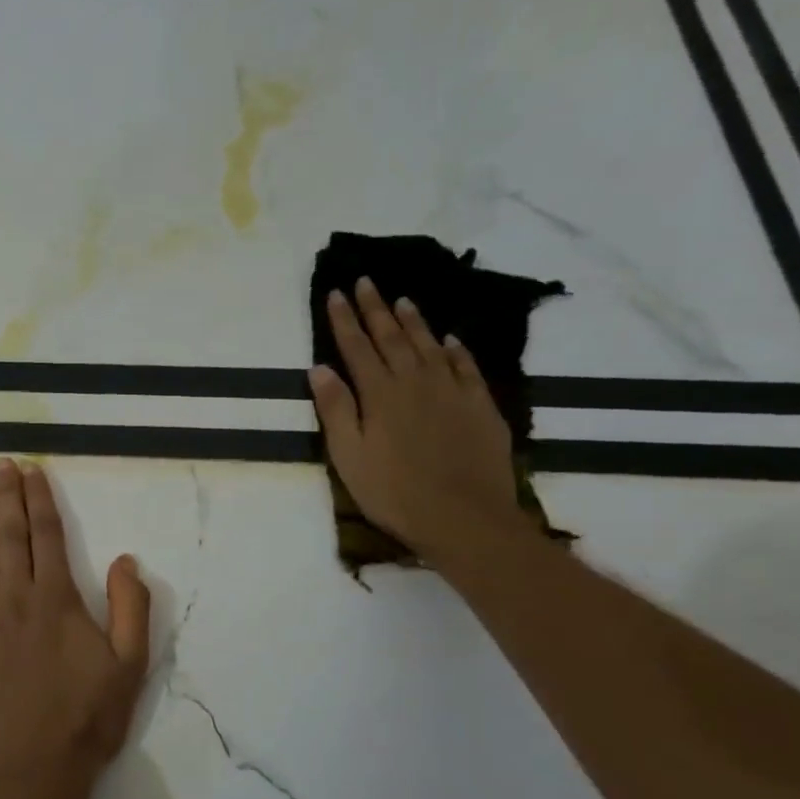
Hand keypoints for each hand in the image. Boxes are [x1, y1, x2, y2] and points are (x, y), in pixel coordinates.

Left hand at [0, 458, 150, 798]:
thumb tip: (124, 559)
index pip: (46, 535)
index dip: (39, 499)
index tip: (32, 471)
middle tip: (2, 465)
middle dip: (8, 497)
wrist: (28, 773)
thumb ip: (132, 609)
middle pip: (10, 537)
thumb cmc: (84, 722)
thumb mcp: (130, 667)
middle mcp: (14, 600)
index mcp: (56, 600)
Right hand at [310, 277, 527, 564]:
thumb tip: (319, 367)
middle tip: (366, 282)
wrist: (464, 517)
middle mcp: (416, 381)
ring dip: (413, 320)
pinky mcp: (480, 404)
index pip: (357, 347)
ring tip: (402, 300)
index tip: (335, 293)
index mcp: (380, 393)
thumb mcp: (348, 456)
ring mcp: (452, 390)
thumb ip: (335, 409)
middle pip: (392, 337)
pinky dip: (455, 348)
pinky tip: (450, 339)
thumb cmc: (394, 492)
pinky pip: (466, 365)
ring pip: (430, 344)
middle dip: (375, 308)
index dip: (344, 320)